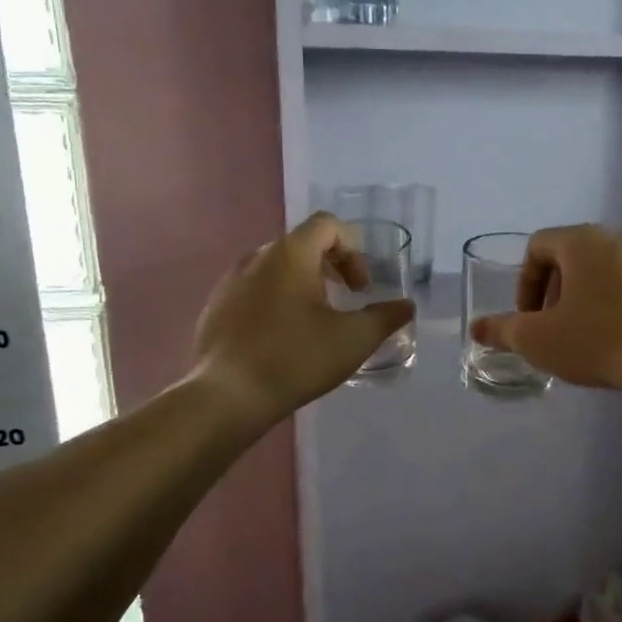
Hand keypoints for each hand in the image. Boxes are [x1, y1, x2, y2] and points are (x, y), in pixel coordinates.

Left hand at [192, 213, 414, 425]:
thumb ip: (384, 318)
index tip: (359, 288)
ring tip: (314, 321)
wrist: (227, 396)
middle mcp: (257, 257)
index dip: (353, 250)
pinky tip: (281, 339)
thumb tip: (405, 306)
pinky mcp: (216, 307)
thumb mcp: (353, 340)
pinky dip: (275, 301)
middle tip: (344, 300)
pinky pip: (253, 290)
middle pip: (301, 244)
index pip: (327, 225)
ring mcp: (231, 282)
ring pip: (276, 268)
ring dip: (302, 284)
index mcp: (290, 254)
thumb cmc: (295, 359)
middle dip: (330, 267)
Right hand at [468, 225, 621, 392]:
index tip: (527, 318)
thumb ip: (503, 330)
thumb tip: (477, 328)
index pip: (538, 246)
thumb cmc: (599, 339)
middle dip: (553, 293)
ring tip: (582, 338)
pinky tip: (615, 343)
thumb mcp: (538, 339)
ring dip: (584, 301)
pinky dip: (614, 308)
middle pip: (571, 258)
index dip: (524, 282)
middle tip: (550, 328)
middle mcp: (618, 239)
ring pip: (603, 274)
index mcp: (582, 241)